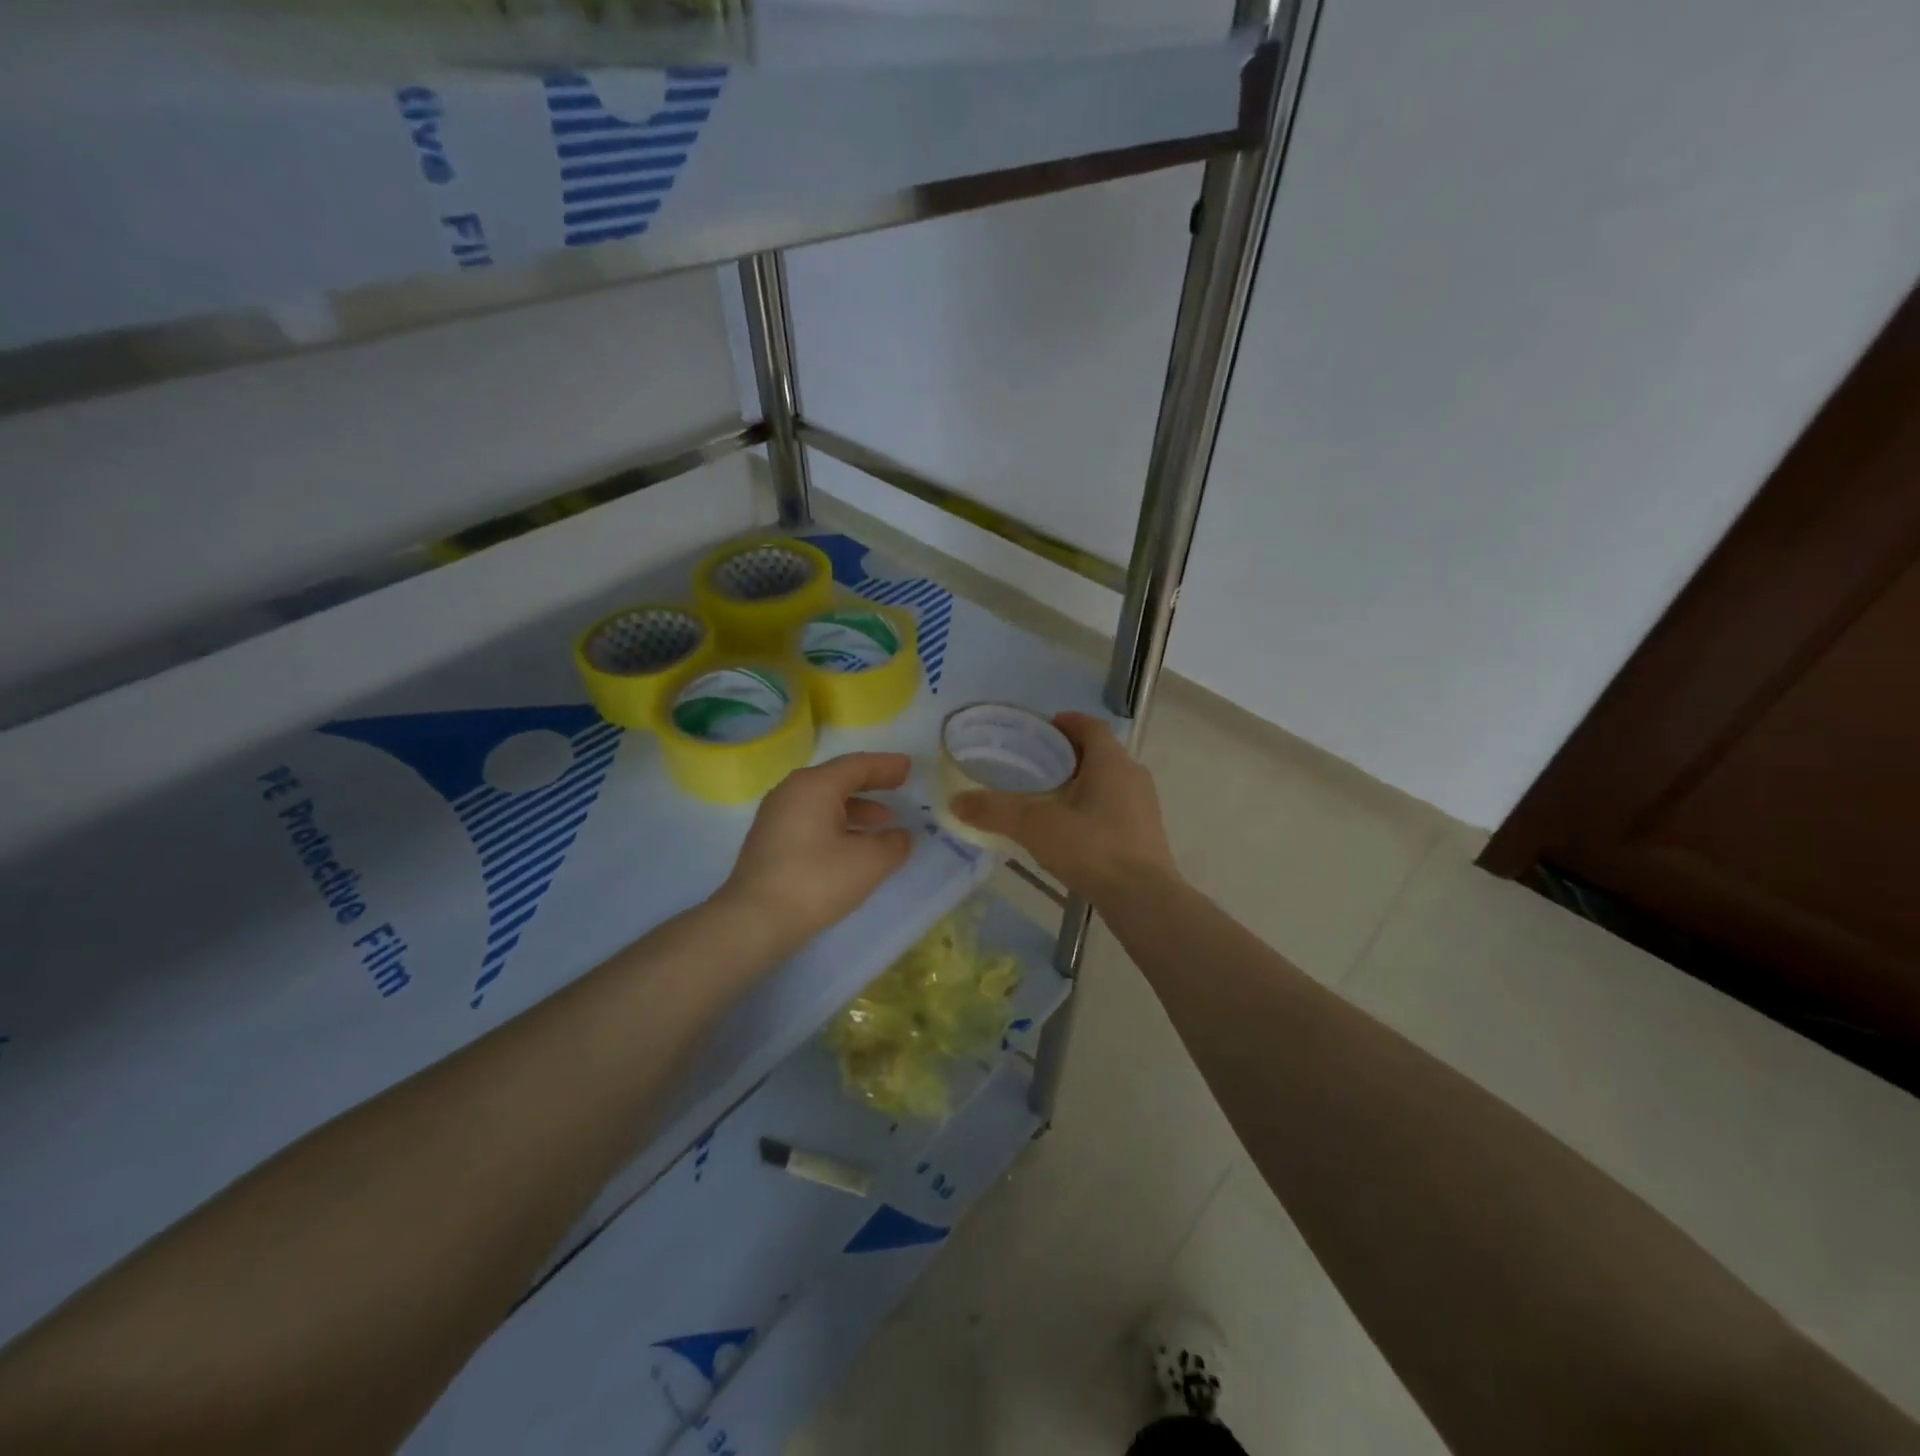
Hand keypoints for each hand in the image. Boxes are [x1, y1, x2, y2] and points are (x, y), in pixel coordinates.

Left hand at [719, 752, 913, 948]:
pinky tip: (853, 844)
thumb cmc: (815, 881)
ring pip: (824, 801)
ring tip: (883, 822)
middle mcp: (791, 791)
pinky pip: (811, 818)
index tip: (909, 767)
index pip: (857, 765)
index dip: (886, 766)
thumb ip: (893, 844)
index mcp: (814, 785)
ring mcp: (776, 815)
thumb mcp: (868, 862)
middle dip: (872, 783)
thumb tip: (901, 836)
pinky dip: (837, 823)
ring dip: (856, 808)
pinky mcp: (770, 840)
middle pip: (838, 778)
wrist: (754, 920)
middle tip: (899, 786)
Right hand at [950, 711, 1176, 902]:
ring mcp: (1143, 805)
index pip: (1090, 726)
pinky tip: (1071, 829)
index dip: (1067, 722)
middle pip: (1099, 752)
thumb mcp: (1036, 826)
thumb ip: (996, 811)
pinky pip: (1115, 806)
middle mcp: (1132, 775)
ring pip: (1108, 780)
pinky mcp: (1145, 833)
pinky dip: (1092, 806)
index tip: (1041, 728)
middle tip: (1035, 764)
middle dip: (1068, 754)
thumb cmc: (1092, 848)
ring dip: (1082, 781)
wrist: (1143, 899)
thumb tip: (956, 801)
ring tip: (1049, 796)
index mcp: (1111, 761)